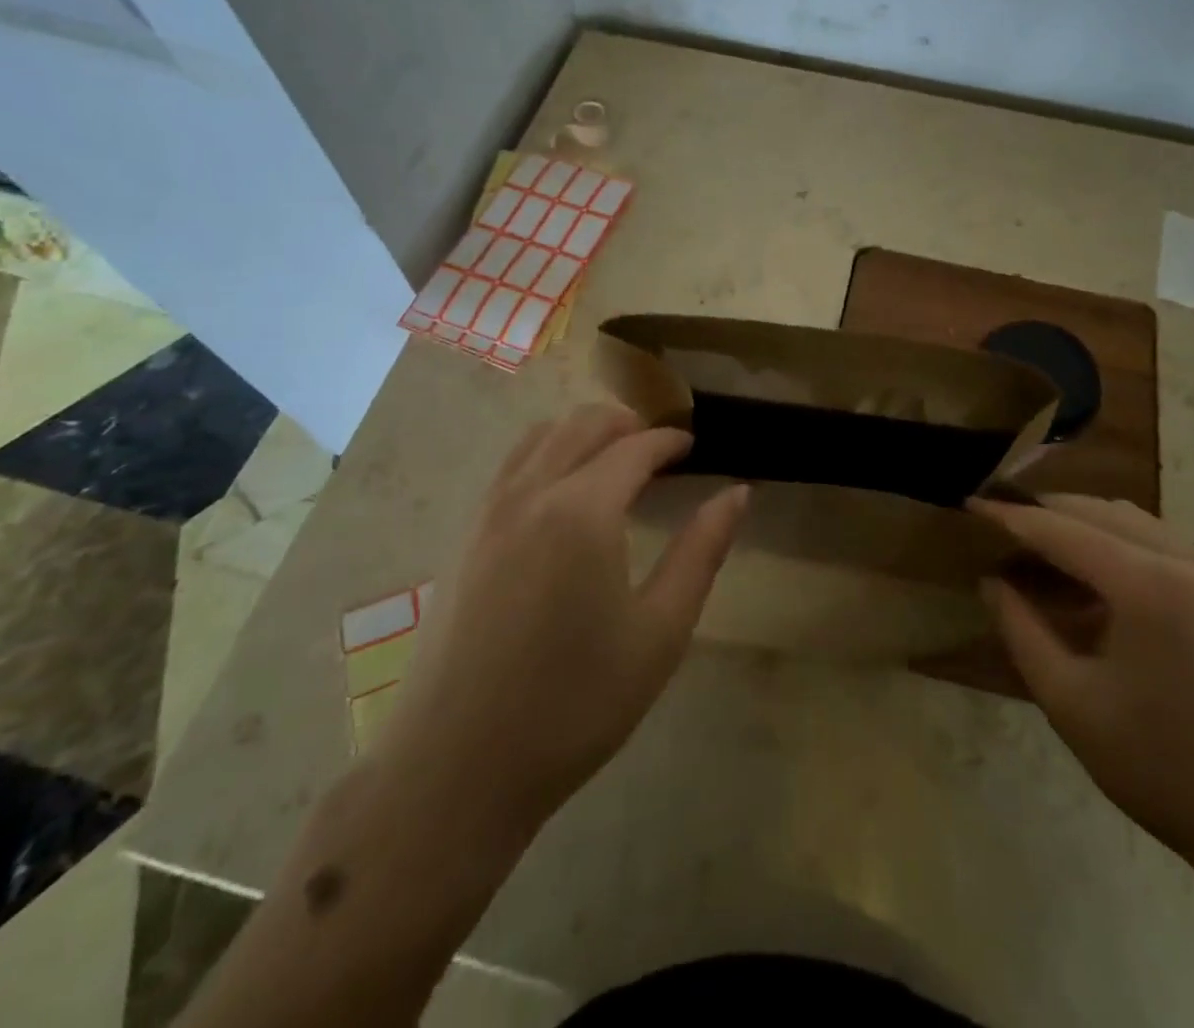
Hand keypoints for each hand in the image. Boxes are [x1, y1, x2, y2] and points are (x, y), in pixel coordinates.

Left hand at [385, 405, 747, 837]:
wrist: (455, 769)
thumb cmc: (574, 705)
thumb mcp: (660, 632)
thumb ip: (702, 552)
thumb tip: (737, 493)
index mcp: (582, 510)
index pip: (634, 447)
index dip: (669, 440)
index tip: (692, 447)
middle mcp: (530, 493)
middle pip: (582, 424)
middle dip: (627, 424)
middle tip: (660, 450)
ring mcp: (487, 512)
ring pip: (539, 437)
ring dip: (582, 432)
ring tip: (613, 461)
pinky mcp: (462, 537)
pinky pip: (510, 466)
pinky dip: (546, 454)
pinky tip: (562, 496)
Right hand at [974, 495, 1193, 880]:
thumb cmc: (1163, 768)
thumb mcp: (1070, 702)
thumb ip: (1021, 630)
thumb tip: (991, 581)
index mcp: (1146, 584)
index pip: (1060, 528)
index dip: (1009, 515)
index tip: (969, 505)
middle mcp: (1184, 559)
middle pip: (1096, 509)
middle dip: (1042, 512)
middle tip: (997, 528)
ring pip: (1128, 518)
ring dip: (1079, 523)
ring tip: (1037, 549)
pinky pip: (1156, 541)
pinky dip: (1113, 541)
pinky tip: (1090, 577)